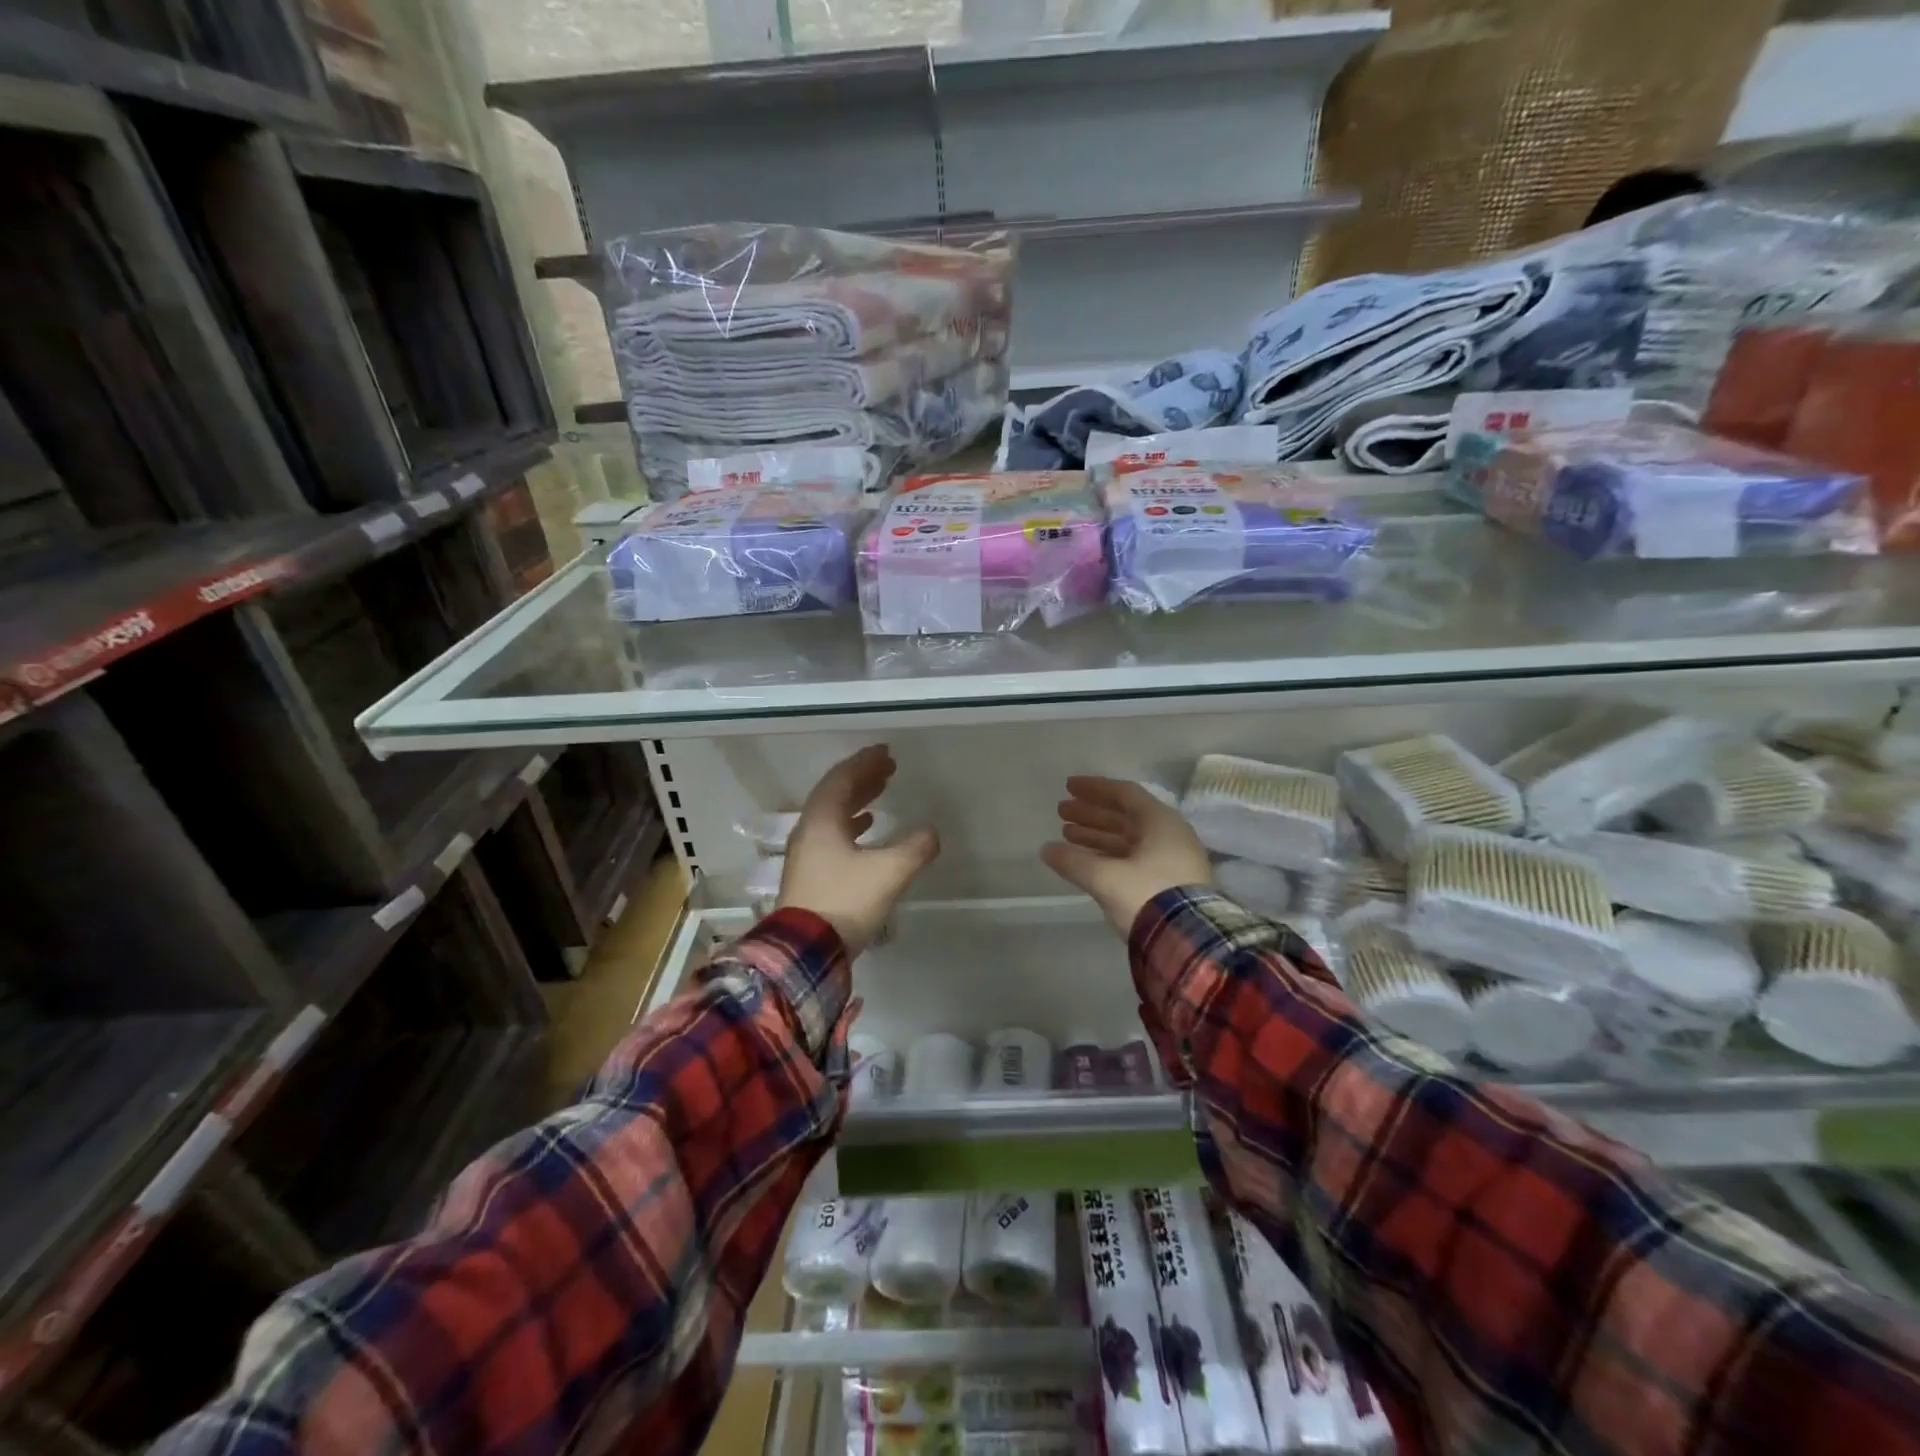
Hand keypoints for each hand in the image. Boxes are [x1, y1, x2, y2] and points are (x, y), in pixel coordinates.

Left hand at [778, 745, 938, 954]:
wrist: (806, 952)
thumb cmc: (845, 901)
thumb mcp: (888, 872)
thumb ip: (914, 848)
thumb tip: (931, 832)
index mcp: (822, 821)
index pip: (842, 779)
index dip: (864, 763)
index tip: (884, 752)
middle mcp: (809, 831)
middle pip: (835, 795)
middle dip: (862, 779)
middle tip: (887, 769)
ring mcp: (806, 855)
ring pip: (832, 817)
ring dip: (857, 802)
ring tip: (880, 795)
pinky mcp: (810, 876)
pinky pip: (831, 837)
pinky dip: (851, 826)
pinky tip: (866, 832)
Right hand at [1041, 777, 1210, 936]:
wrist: (1188, 943)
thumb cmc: (1147, 896)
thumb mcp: (1105, 877)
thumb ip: (1073, 861)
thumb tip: (1046, 849)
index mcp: (1160, 823)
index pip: (1124, 794)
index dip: (1094, 789)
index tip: (1068, 787)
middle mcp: (1169, 836)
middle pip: (1125, 816)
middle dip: (1091, 813)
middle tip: (1061, 812)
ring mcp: (1171, 861)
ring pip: (1128, 840)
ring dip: (1097, 835)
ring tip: (1066, 835)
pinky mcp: (1169, 884)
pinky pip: (1133, 859)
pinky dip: (1108, 856)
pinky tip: (1086, 862)